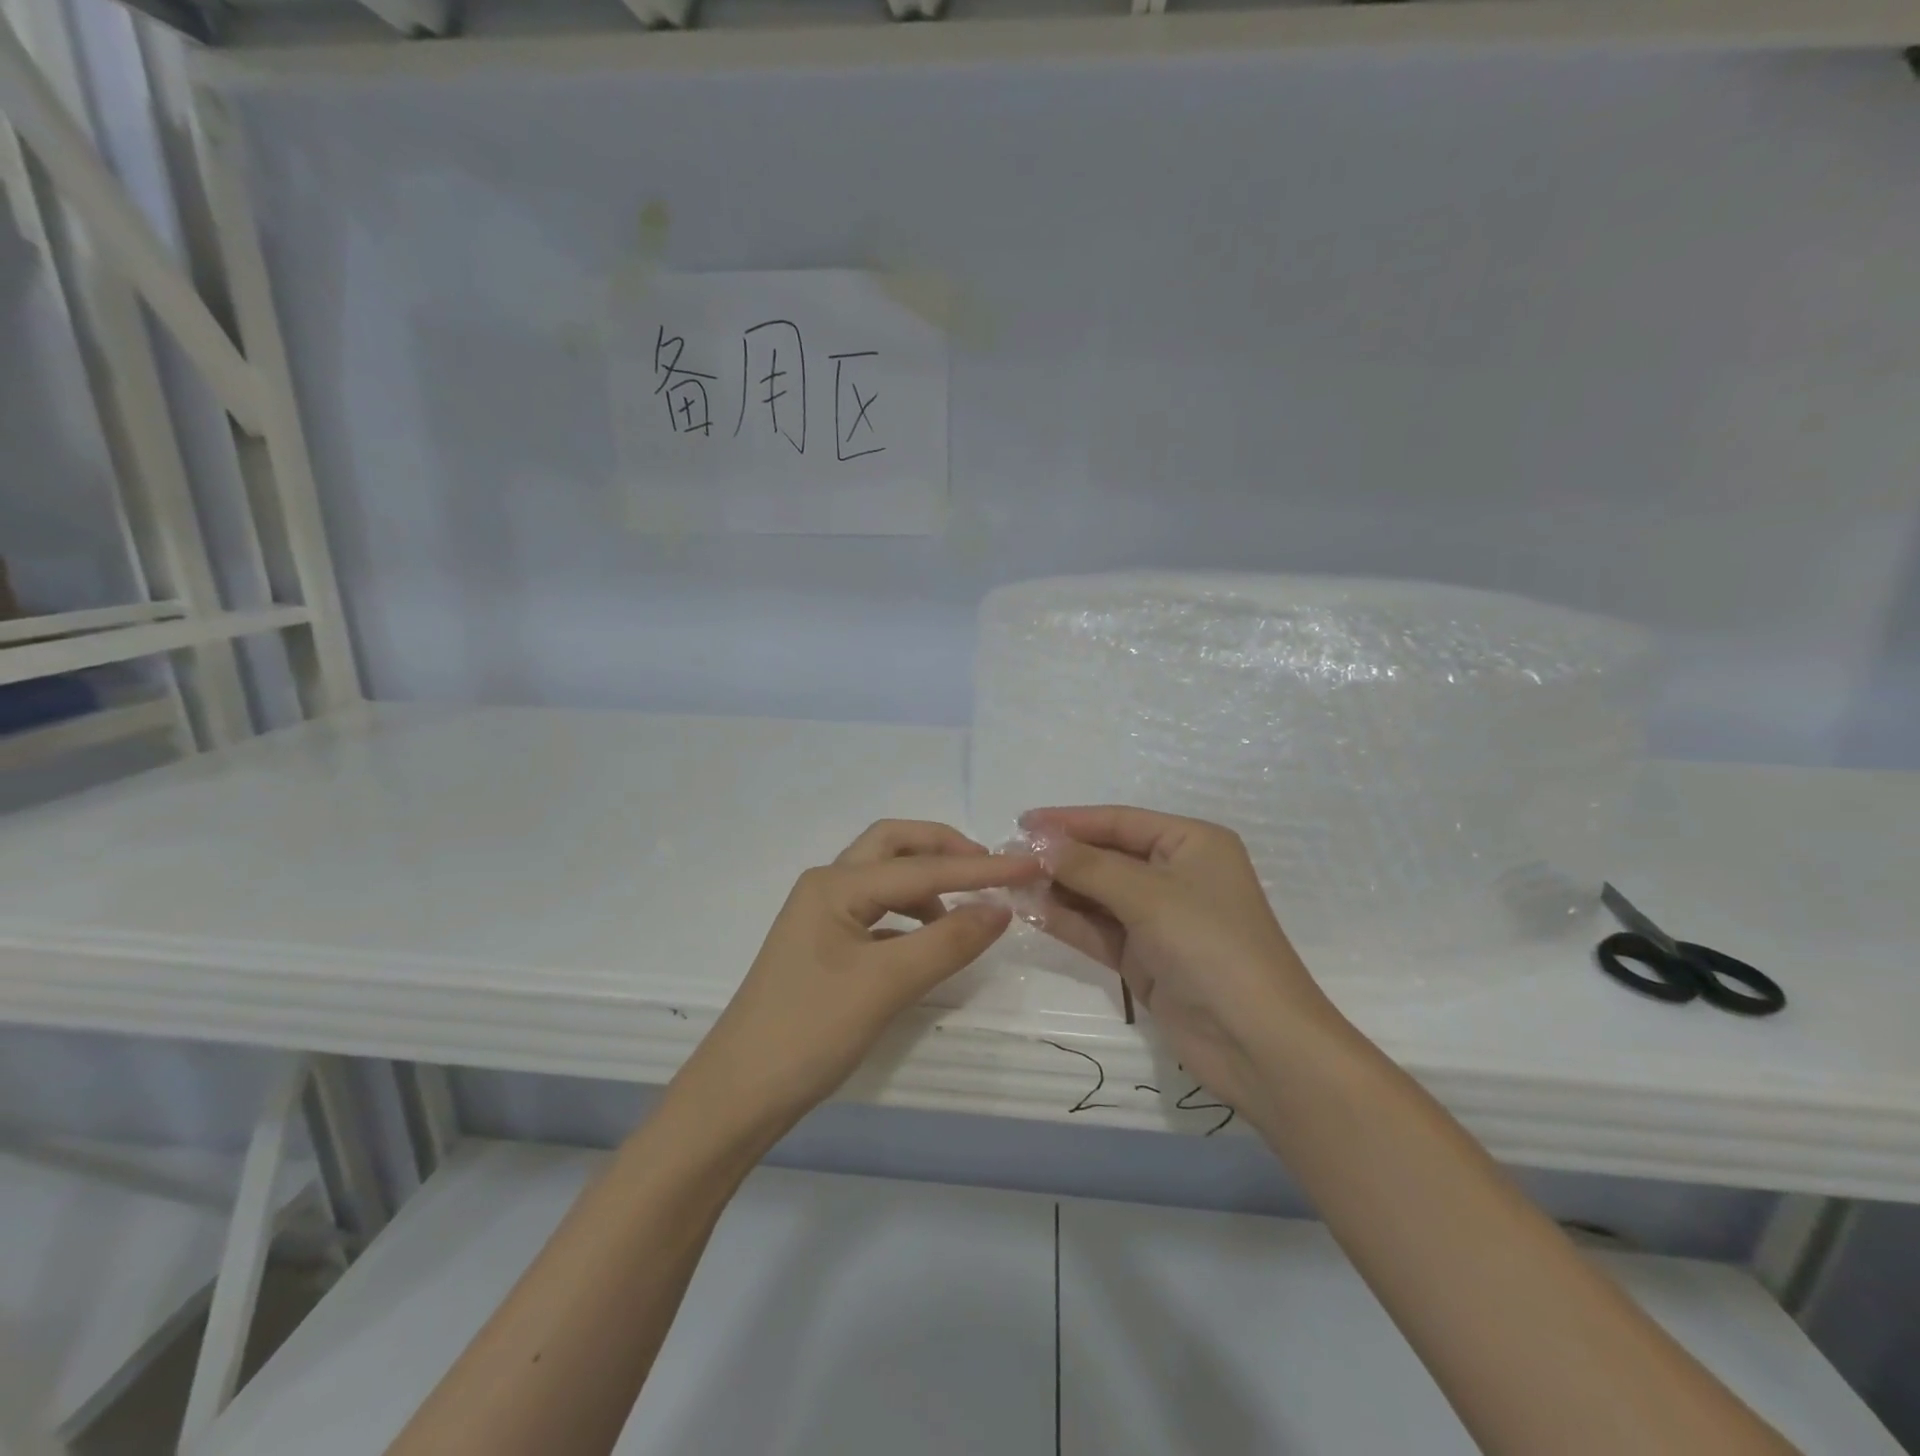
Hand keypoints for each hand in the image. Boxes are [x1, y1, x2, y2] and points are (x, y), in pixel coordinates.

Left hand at [675, 820, 1039, 1140]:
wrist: (738, 1095)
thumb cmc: (809, 1032)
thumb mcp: (886, 985)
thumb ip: (948, 941)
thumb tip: (1001, 908)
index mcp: (836, 884)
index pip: (923, 868)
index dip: (981, 868)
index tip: (1031, 865)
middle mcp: (826, 886)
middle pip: (894, 845)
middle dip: (944, 849)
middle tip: (989, 869)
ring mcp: (821, 916)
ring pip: (883, 877)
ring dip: (926, 882)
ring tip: (965, 912)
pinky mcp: (823, 946)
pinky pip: (877, 911)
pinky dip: (909, 915)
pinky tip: (928, 941)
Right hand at [1023, 806, 1342, 1118]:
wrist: (1257, 1043)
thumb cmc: (1211, 946)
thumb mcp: (1149, 896)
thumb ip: (1089, 866)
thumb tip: (1038, 841)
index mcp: (1191, 843)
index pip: (1119, 821)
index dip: (1070, 820)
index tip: (1021, 822)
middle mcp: (1176, 874)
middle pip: (1106, 856)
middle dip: (1060, 856)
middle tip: (1007, 855)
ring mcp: (1160, 919)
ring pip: (1098, 894)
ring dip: (1058, 889)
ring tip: (1010, 882)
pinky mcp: (1146, 958)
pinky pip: (1098, 929)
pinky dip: (1067, 921)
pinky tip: (1030, 911)